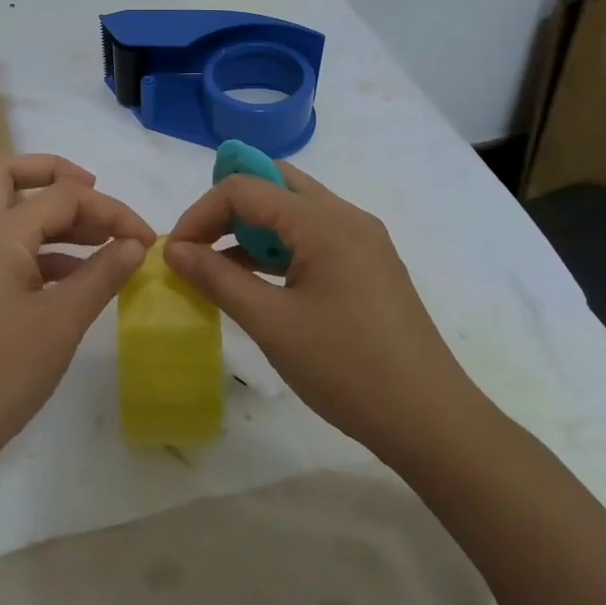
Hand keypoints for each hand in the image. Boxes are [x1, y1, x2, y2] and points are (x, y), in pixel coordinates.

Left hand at [0, 154, 153, 485]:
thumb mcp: (61, 323)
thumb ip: (102, 275)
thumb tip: (135, 243)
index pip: (62, 195)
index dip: (110, 210)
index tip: (145, 238)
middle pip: (8, 175)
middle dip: (55, 174)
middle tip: (94, 194)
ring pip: (3, 213)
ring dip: (48, 218)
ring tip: (96, 244)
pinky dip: (34, 251)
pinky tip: (68, 282)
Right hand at [165, 164, 483, 460]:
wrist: (431, 421)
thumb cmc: (346, 369)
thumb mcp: (271, 323)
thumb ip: (217, 278)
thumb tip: (173, 249)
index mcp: (324, 222)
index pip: (246, 188)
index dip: (201, 213)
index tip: (176, 252)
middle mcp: (346, 217)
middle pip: (274, 183)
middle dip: (228, 208)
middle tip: (201, 247)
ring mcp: (363, 240)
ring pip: (294, 209)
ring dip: (253, 228)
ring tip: (222, 269)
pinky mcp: (369, 265)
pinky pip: (314, 236)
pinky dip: (279, 248)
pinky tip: (260, 283)